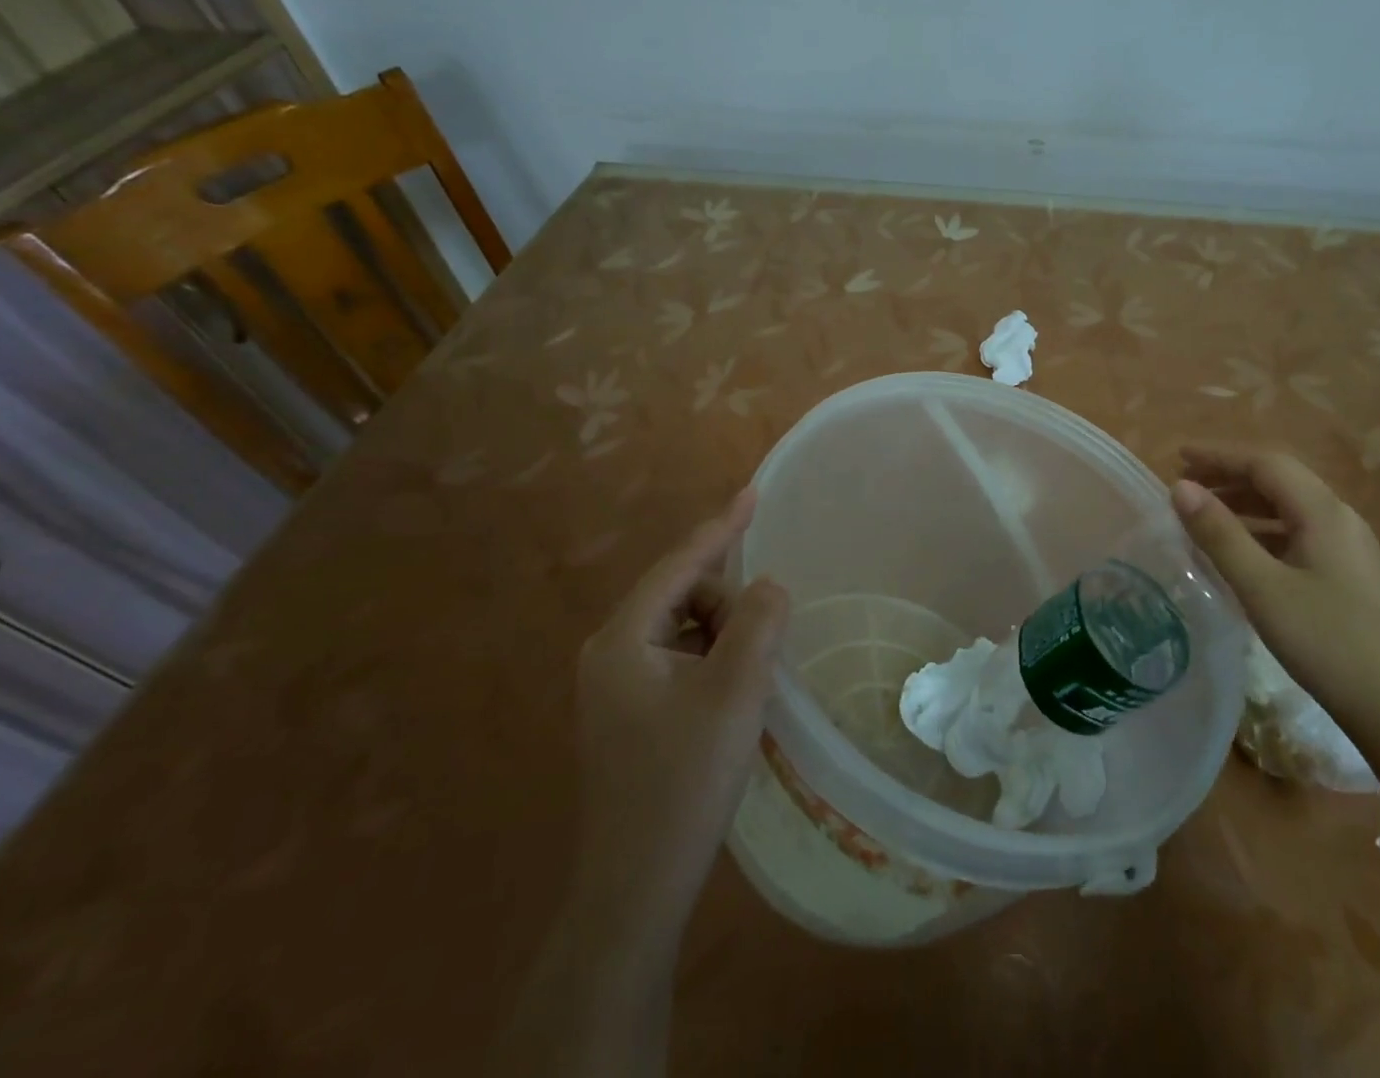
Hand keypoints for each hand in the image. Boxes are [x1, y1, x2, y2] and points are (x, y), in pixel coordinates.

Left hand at [573, 487, 787, 948]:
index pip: (679, 565)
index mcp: (622, 639)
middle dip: (728, 607)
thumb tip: (769, 585)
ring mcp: (616, 684)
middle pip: (683, 596)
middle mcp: (610, 652)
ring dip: (724, 639)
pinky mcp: (629, 711)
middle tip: (761, 651)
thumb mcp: (734, 694)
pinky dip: (712, 662)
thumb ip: (758, 624)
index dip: (721, 527)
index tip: (754, 492)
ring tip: (748, 683)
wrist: (636, 887)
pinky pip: (679, 659)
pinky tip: (731, 698)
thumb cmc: (683, 782)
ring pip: (684, 629)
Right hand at [1172, 445, 1379, 742]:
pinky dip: (1263, 531)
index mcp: (1323, 512)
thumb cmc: (1327, 642)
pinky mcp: (1351, 576)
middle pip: (1279, 481)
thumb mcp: (1262, 587)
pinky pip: (1298, 534)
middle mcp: (1340, 519)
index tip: (1178, 457)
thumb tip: (1180, 488)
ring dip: (1246, 504)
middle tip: (1185, 487)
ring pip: (1290, 509)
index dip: (1219, 456)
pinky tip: (1242, 555)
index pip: (1266, 463)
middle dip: (1230, 477)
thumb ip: (1220, 534)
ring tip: (1205, 516)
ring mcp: (1350, 548)